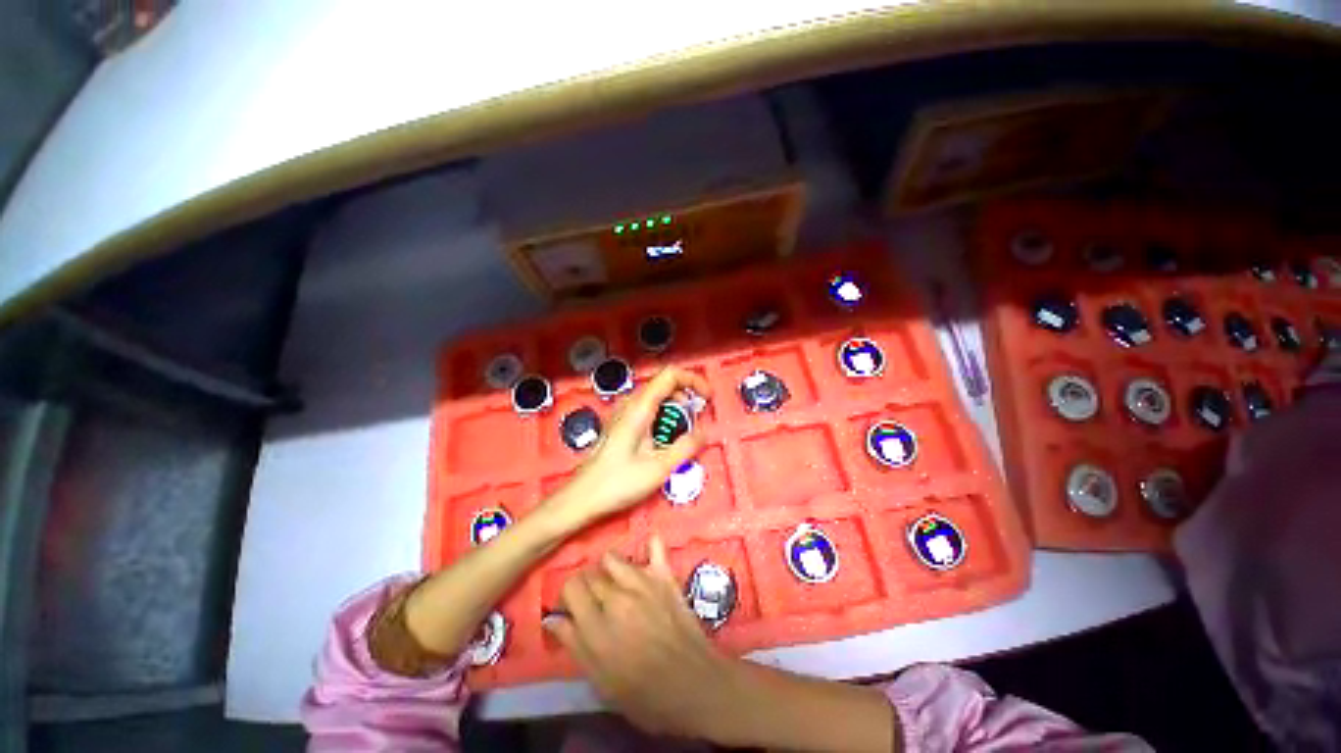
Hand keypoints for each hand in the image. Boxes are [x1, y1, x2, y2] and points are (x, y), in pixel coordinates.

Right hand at [544, 537, 746, 739]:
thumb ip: (575, 645)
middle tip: (595, 602)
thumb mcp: (601, 682)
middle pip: (591, 573)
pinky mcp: (664, 576)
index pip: (571, 587)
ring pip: (613, 558)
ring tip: (615, 583)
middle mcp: (615, 597)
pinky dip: (650, 545)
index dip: (569, 596)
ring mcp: (642, 582)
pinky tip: (646, 549)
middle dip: (587, 585)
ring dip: (609, 568)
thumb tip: (553, 618)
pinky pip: (655, 547)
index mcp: (596, 626)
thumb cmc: (644, 694)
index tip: (573, 608)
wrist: (694, 684)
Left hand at [551, 368, 710, 526]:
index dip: (694, 380)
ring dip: (676, 411)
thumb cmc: (617, 482)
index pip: (671, 375)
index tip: (707, 398)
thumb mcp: (660, 467)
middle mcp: (631, 404)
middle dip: (687, 400)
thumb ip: (686, 447)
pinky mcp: (622, 424)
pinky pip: (649, 411)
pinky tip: (665, 442)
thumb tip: (704, 433)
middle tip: (696, 424)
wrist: (583, 497)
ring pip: (658, 399)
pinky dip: (664, 419)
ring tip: (682, 436)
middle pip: (665, 385)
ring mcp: (624, 413)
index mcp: (640, 407)